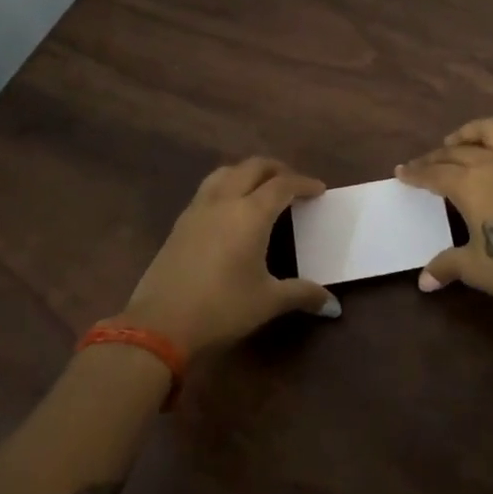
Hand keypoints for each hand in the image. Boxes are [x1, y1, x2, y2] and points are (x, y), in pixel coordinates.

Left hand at [120, 157, 338, 353]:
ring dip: (247, 173)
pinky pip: (208, 190)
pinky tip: (231, 212)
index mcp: (251, 214)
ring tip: (261, 189)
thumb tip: (333, 305)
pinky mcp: (179, 224)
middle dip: (277, 170)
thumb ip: (302, 294)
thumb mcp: (268, 302)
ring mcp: (197, 210)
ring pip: (225, 173)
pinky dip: (227, 187)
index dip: (304, 184)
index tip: (319, 190)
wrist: (159, 326)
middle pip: (253, 167)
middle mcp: (224, 201)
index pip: (283, 185)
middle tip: (293, 185)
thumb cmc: (222, 309)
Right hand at [395, 118, 492, 318]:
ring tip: (457, 142)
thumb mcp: (477, 268)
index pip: (434, 173)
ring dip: (468, 133)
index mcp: (470, 184)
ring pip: (489, 130)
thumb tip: (423, 281)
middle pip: (457, 151)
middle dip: (436, 156)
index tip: (402, 171)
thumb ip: (448, 265)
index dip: (416, 173)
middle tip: (424, 164)